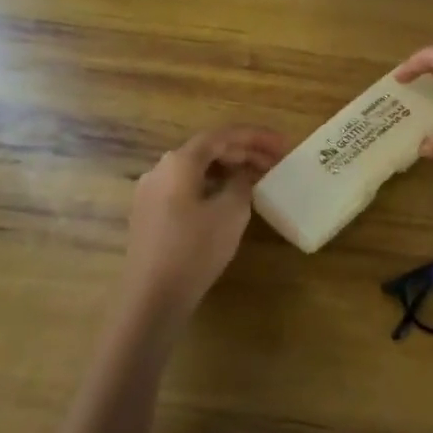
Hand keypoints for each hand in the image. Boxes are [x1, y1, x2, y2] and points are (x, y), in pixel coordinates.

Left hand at [119, 125, 288, 324]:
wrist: (153, 296)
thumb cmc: (195, 249)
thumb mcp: (232, 212)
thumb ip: (241, 183)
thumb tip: (241, 174)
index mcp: (180, 162)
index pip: (222, 135)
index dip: (255, 136)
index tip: (282, 144)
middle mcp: (160, 169)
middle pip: (207, 150)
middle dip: (244, 152)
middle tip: (275, 162)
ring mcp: (151, 192)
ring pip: (196, 169)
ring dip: (228, 169)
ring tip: (257, 179)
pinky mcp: (150, 214)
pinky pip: (186, 187)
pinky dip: (212, 185)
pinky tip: (229, 200)